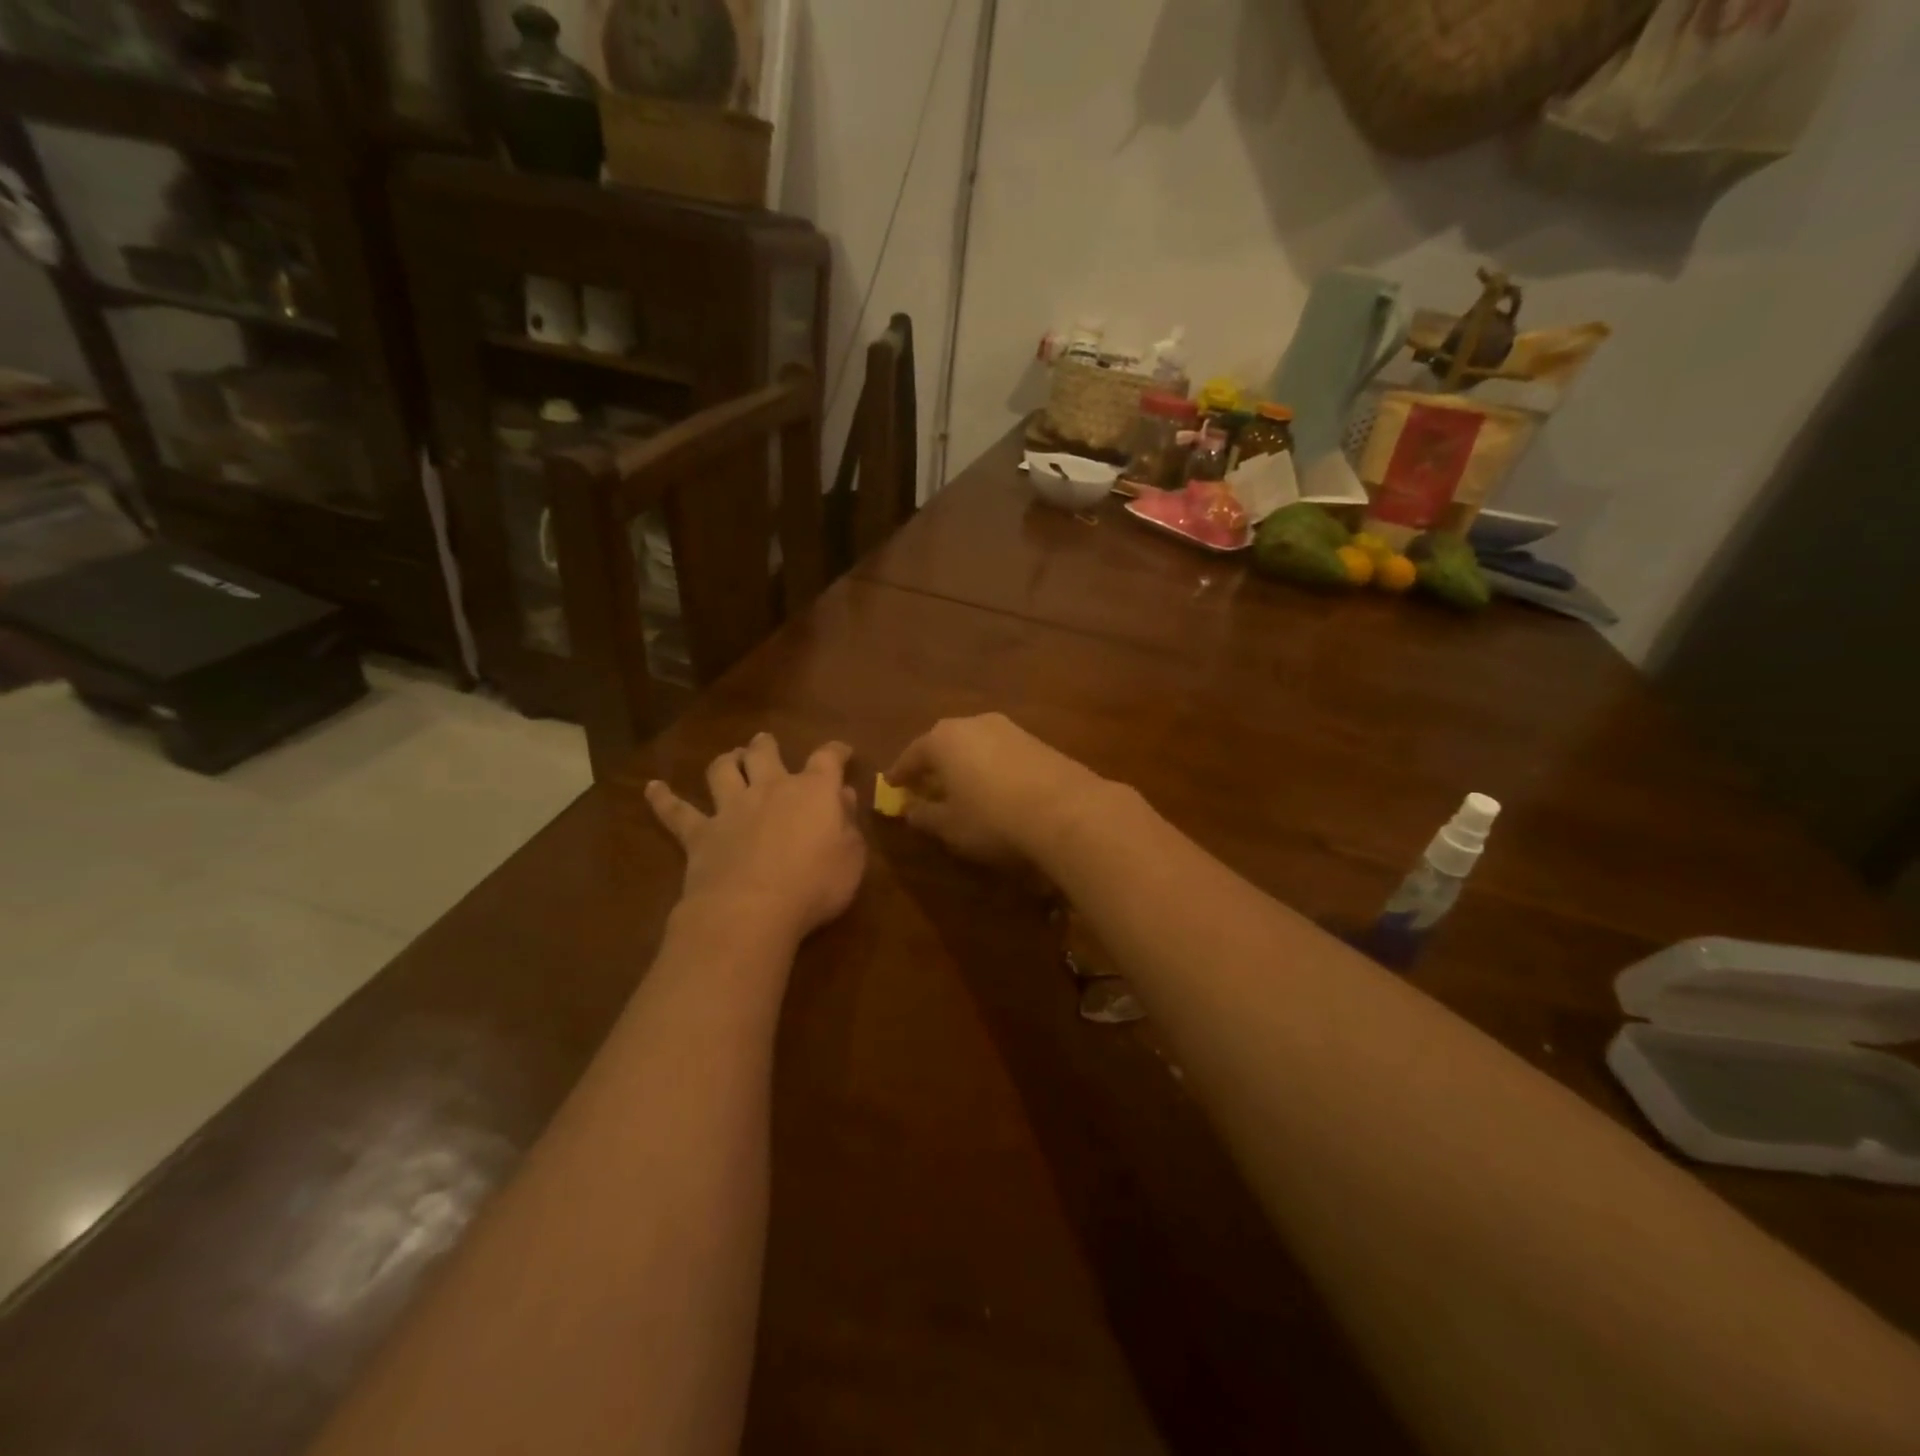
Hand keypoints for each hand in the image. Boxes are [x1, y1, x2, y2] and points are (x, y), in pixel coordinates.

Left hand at [646, 734, 865, 942]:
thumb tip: (843, 795)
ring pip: (723, 771)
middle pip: (765, 754)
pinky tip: (652, 789)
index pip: (827, 759)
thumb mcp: (852, 857)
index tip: (842, 750)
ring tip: (729, 757)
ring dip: (726, 760)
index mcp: (813, 791)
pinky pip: (677, 812)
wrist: (752, 909)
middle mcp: (770, 789)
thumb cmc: (815, 885)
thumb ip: (848, 823)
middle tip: (764, 742)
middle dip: (765, 746)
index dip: (836, 751)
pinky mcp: (700, 834)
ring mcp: (731, 809)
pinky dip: (663, 799)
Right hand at [885, 713, 1105, 866]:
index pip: (912, 755)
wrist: (1066, 811)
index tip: (891, 786)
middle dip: (933, 764)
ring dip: (964, 765)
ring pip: (975, 745)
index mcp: (943, 739)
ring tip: (960, 789)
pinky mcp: (1037, 741)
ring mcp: (1009, 729)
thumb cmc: (992, 818)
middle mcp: (973, 724)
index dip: (899, 773)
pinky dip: (989, 768)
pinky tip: (993, 789)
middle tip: (925, 785)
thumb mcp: (949, 826)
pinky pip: (1000, 753)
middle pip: (944, 744)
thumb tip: (910, 809)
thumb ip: (924, 815)